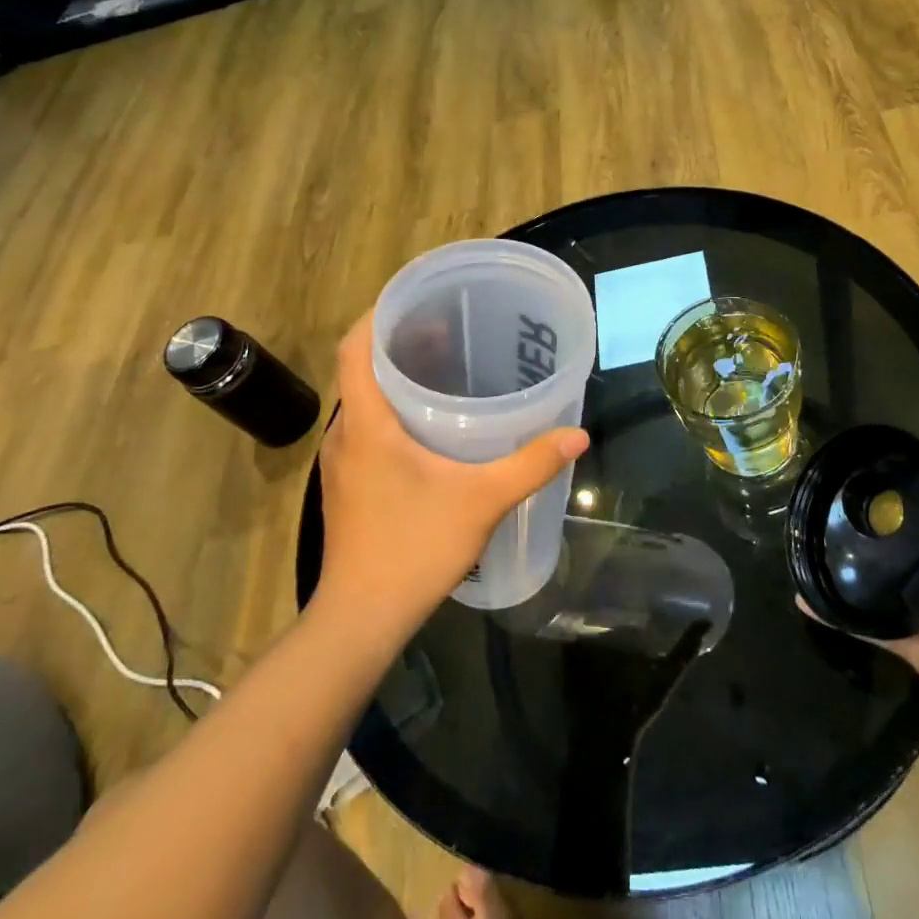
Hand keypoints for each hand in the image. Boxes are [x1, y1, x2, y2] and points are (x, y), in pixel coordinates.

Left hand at [314, 311, 588, 641]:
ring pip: (365, 401)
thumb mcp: (482, 500)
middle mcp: (345, 434)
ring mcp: (341, 462)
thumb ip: (531, 463)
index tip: (416, 299)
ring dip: (396, 379)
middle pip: (362, 369)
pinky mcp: (348, 485)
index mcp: (366, 423)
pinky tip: (432, 427)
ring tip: (445, 369)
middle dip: (399, 343)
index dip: (378, 314)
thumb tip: (577, 434)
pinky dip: (394, 412)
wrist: (362, 618)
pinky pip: (368, 428)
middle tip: (449, 330)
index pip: (354, 347)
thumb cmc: (414, 548)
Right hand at [819, 439, 918, 751]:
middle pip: (896, 542)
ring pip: (874, 581)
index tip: (865, 463)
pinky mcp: (908, 644)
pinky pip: (866, 625)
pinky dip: (835, 614)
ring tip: (802, 541)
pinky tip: (804, 598)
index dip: (904, 485)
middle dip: (863, 524)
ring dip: (842, 566)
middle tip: (821, 498)